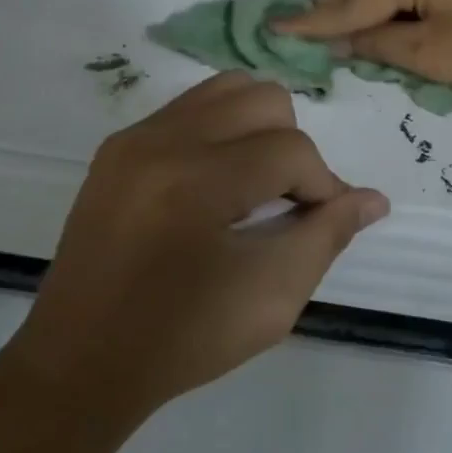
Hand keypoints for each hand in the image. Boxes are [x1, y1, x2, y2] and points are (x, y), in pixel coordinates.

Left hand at [6, 73, 387, 420]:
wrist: (78, 364)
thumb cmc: (182, 340)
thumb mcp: (272, 298)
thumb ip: (328, 236)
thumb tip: (373, 198)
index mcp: (196, 181)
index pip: (291, 150)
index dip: (324, 185)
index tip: (325, 221)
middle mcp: (163, 140)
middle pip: (264, 99)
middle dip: (293, 147)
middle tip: (289, 201)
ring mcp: (135, 137)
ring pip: (228, 89)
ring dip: (259, 128)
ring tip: (255, 182)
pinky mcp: (119, 145)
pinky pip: (191, 108)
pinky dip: (222, 131)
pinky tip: (218, 181)